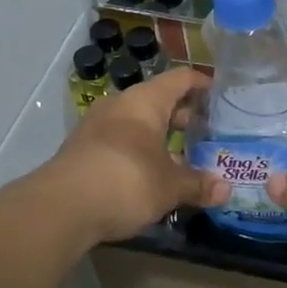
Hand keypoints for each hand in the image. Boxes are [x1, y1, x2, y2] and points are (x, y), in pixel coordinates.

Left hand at [50, 72, 228, 243]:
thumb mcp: (170, 187)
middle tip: (205, 131)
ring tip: (181, 155)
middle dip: (181, 115)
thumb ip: (198, 184)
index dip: (201, 84)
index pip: (180, 79)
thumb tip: (226, 190)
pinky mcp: (81, 150)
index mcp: (145, 101)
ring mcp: (96, 127)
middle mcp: (119, 106)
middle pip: (157, 100)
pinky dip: (138, 151)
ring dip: (158, 136)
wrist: (60, 208)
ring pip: (136, 123)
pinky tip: (150, 173)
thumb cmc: (127, 181)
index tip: (219, 93)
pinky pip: (119, 142)